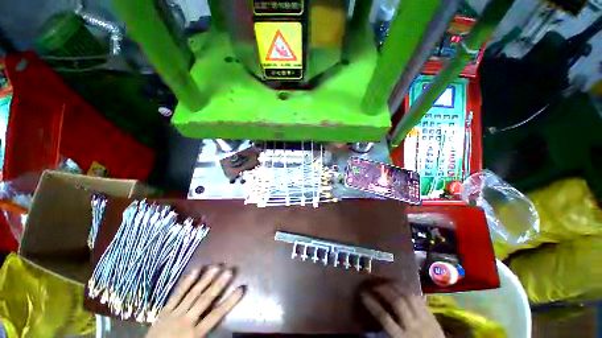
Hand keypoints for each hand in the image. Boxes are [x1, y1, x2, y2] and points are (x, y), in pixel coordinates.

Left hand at [146, 266, 244, 337]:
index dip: (230, 302)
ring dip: (205, 279)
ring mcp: (175, 313)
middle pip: (205, 300)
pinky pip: (177, 294)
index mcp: (194, 334)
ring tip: (216, 267)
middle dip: (218, 285)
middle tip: (229, 271)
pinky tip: (195, 270)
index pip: (216, 315)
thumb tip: (223, 325)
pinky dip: (186, 282)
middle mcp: (186, 321)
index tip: (241, 288)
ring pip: (192, 293)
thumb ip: (207, 333)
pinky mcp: (165, 309)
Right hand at [361, 284, 443, 337]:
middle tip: (374, 285)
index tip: (363, 294)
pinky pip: (419, 298)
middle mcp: (413, 326)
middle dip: (384, 290)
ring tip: (386, 282)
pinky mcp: (432, 315)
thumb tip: (370, 320)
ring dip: (395, 287)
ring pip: (409, 297)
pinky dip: (408, 290)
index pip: (384, 318)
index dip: (372, 304)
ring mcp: (424, 319)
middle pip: (397, 302)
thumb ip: (387, 332)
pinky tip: (401, 286)